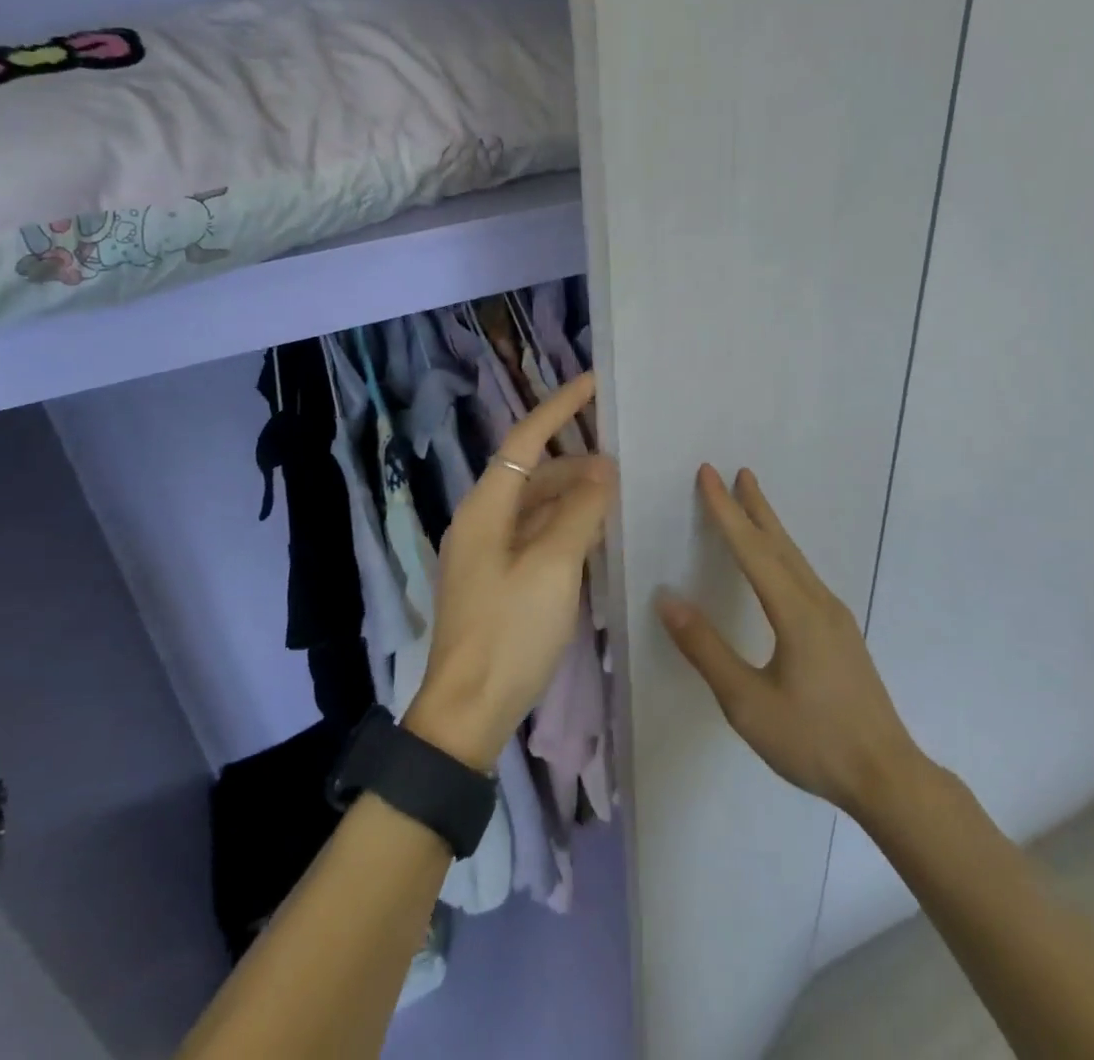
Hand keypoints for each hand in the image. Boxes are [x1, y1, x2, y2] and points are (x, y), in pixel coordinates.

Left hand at [406, 373, 616, 770]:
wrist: (469, 711)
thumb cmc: (509, 632)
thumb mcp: (552, 567)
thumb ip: (580, 512)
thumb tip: (602, 469)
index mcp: (486, 508)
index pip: (525, 440)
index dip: (559, 408)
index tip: (593, 382)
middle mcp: (483, 520)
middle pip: (533, 472)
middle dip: (576, 460)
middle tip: (625, 457)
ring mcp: (490, 551)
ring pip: (537, 505)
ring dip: (574, 495)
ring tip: (619, 493)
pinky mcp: (500, 578)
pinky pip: (537, 534)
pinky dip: (566, 526)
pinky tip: (598, 532)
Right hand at [659, 465, 927, 820]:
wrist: (887, 776)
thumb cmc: (813, 740)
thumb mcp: (747, 703)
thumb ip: (706, 649)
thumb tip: (668, 598)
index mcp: (795, 611)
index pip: (752, 549)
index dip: (726, 511)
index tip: (708, 474)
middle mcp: (818, 602)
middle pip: (780, 543)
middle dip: (755, 506)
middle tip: (739, 472)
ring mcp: (835, 616)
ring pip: (795, 558)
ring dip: (771, 527)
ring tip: (754, 504)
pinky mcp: (841, 633)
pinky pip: (804, 576)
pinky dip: (783, 553)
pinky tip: (780, 565)